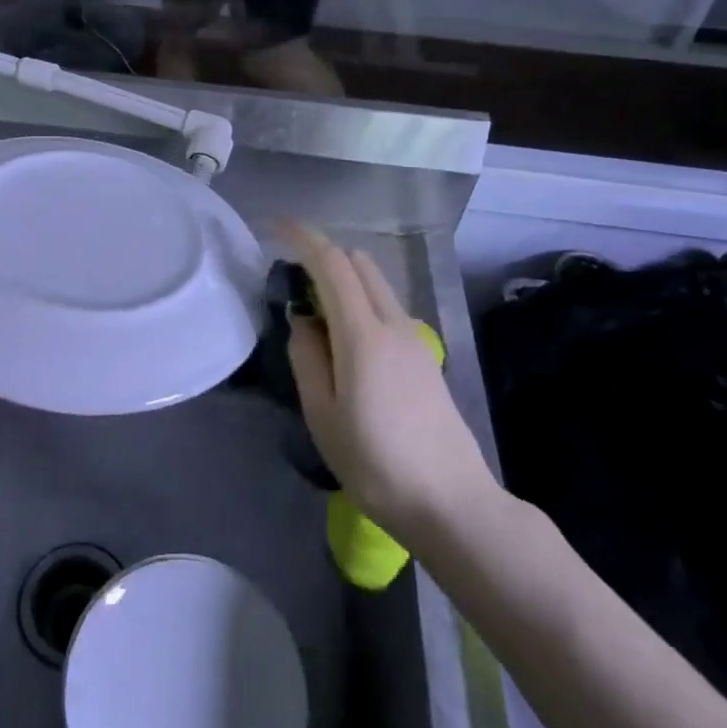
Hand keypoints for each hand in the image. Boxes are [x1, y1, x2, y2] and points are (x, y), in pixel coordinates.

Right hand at [279, 220, 498, 543]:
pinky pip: (386, 306)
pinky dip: (360, 300)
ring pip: (376, 283)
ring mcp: (414, 338)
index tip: (276, 225)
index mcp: (363, 335)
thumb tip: (303, 320)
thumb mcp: (322, 415)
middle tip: (291, 279)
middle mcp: (393, 323)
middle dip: (323, 255)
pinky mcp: (423, 355)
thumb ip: (307, 357)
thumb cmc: (375, 463)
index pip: (332, 264)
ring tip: (315, 312)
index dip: (303, 237)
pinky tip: (345, 340)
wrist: (450, 501)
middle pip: (359, 263)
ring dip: (344, 278)